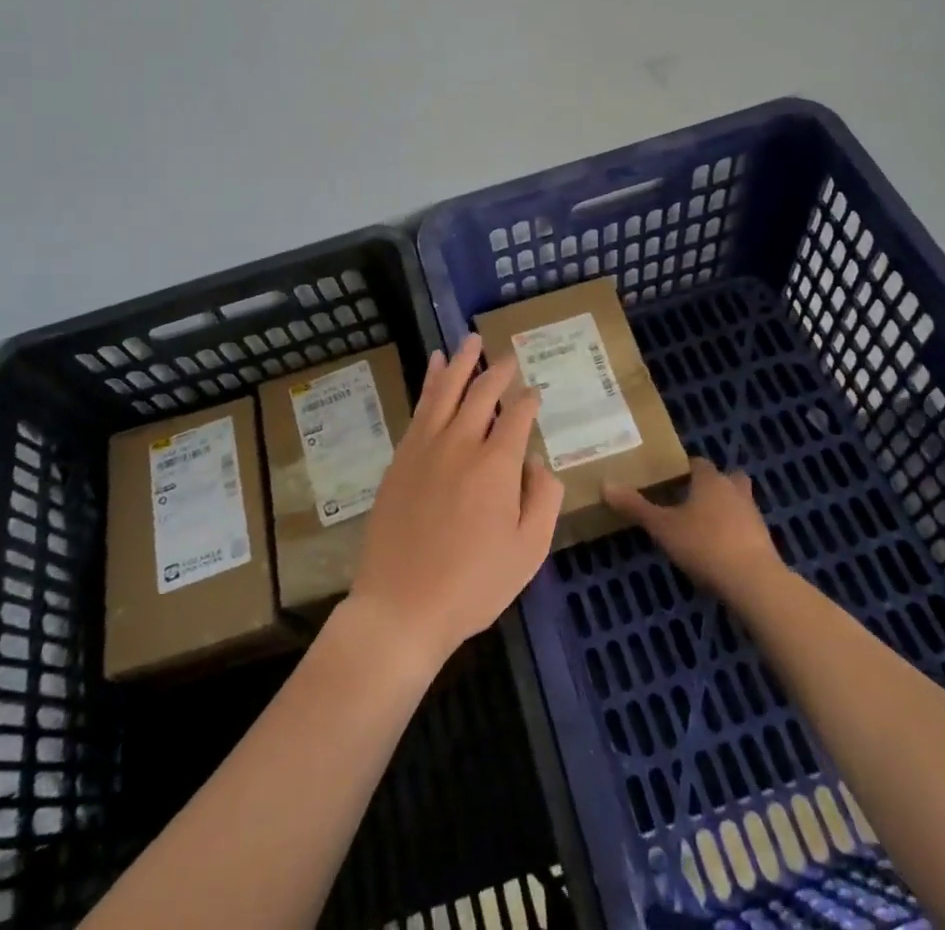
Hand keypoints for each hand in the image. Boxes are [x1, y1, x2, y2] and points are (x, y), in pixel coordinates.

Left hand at [345, 335, 563, 672]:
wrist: (401, 606)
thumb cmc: (473, 585)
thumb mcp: (528, 551)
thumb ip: (543, 498)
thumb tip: (536, 460)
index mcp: (497, 465)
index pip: (516, 416)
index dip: (528, 401)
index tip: (535, 392)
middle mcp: (461, 443)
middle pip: (482, 393)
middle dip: (498, 371)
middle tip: (509, 356)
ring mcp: (426, 447)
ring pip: (447, 390)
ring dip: (462, 362)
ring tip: (471, 339)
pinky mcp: (401, 457)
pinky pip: (420, 406)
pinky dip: (430, 381)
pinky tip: (435, 367)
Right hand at [606, 457, 785, 599]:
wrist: (754, 582)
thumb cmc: (704, 544)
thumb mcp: (662, 527)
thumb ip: (635, 506)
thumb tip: (605, 484)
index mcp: (710, 479)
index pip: (697, 463)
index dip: (683, 470)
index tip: (668, 480)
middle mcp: (734, 490)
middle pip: (726, 478)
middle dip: (712, 486)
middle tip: (690, 500)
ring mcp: (753, 515)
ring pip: (738, 503)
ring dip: (725, 510)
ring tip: (702, 527)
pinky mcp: (764, 541)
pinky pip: (745, 528)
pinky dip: (734, 534)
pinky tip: (719, 551)